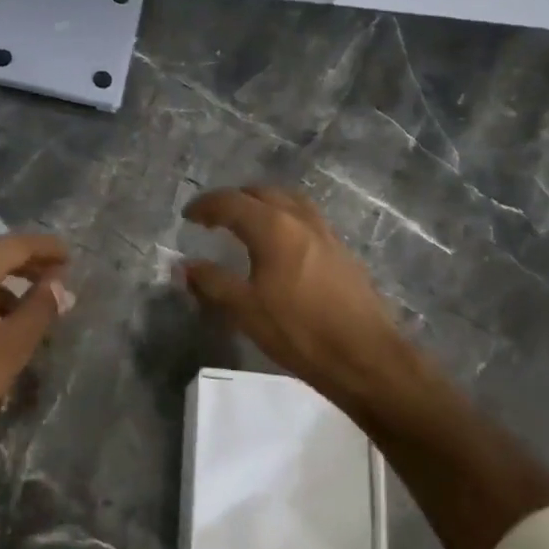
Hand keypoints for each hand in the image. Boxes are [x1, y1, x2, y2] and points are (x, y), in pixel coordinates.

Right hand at [182, 186, 447, 422]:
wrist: (363, 356)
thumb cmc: (298, 331)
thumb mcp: (245, 310)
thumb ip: (212, 283)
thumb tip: (185, 266)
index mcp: (273, 228)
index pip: (231, 202)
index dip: (205, 206)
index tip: (188, 216)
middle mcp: (300, 220)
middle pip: (262, 193)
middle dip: (234, 199)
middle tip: (214, 216)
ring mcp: (326, 233)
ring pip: (289, 201)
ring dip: (263, 203)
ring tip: (246, 221)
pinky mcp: (341, 251)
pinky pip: (306, 218)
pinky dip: (284, 217)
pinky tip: (280, 243)